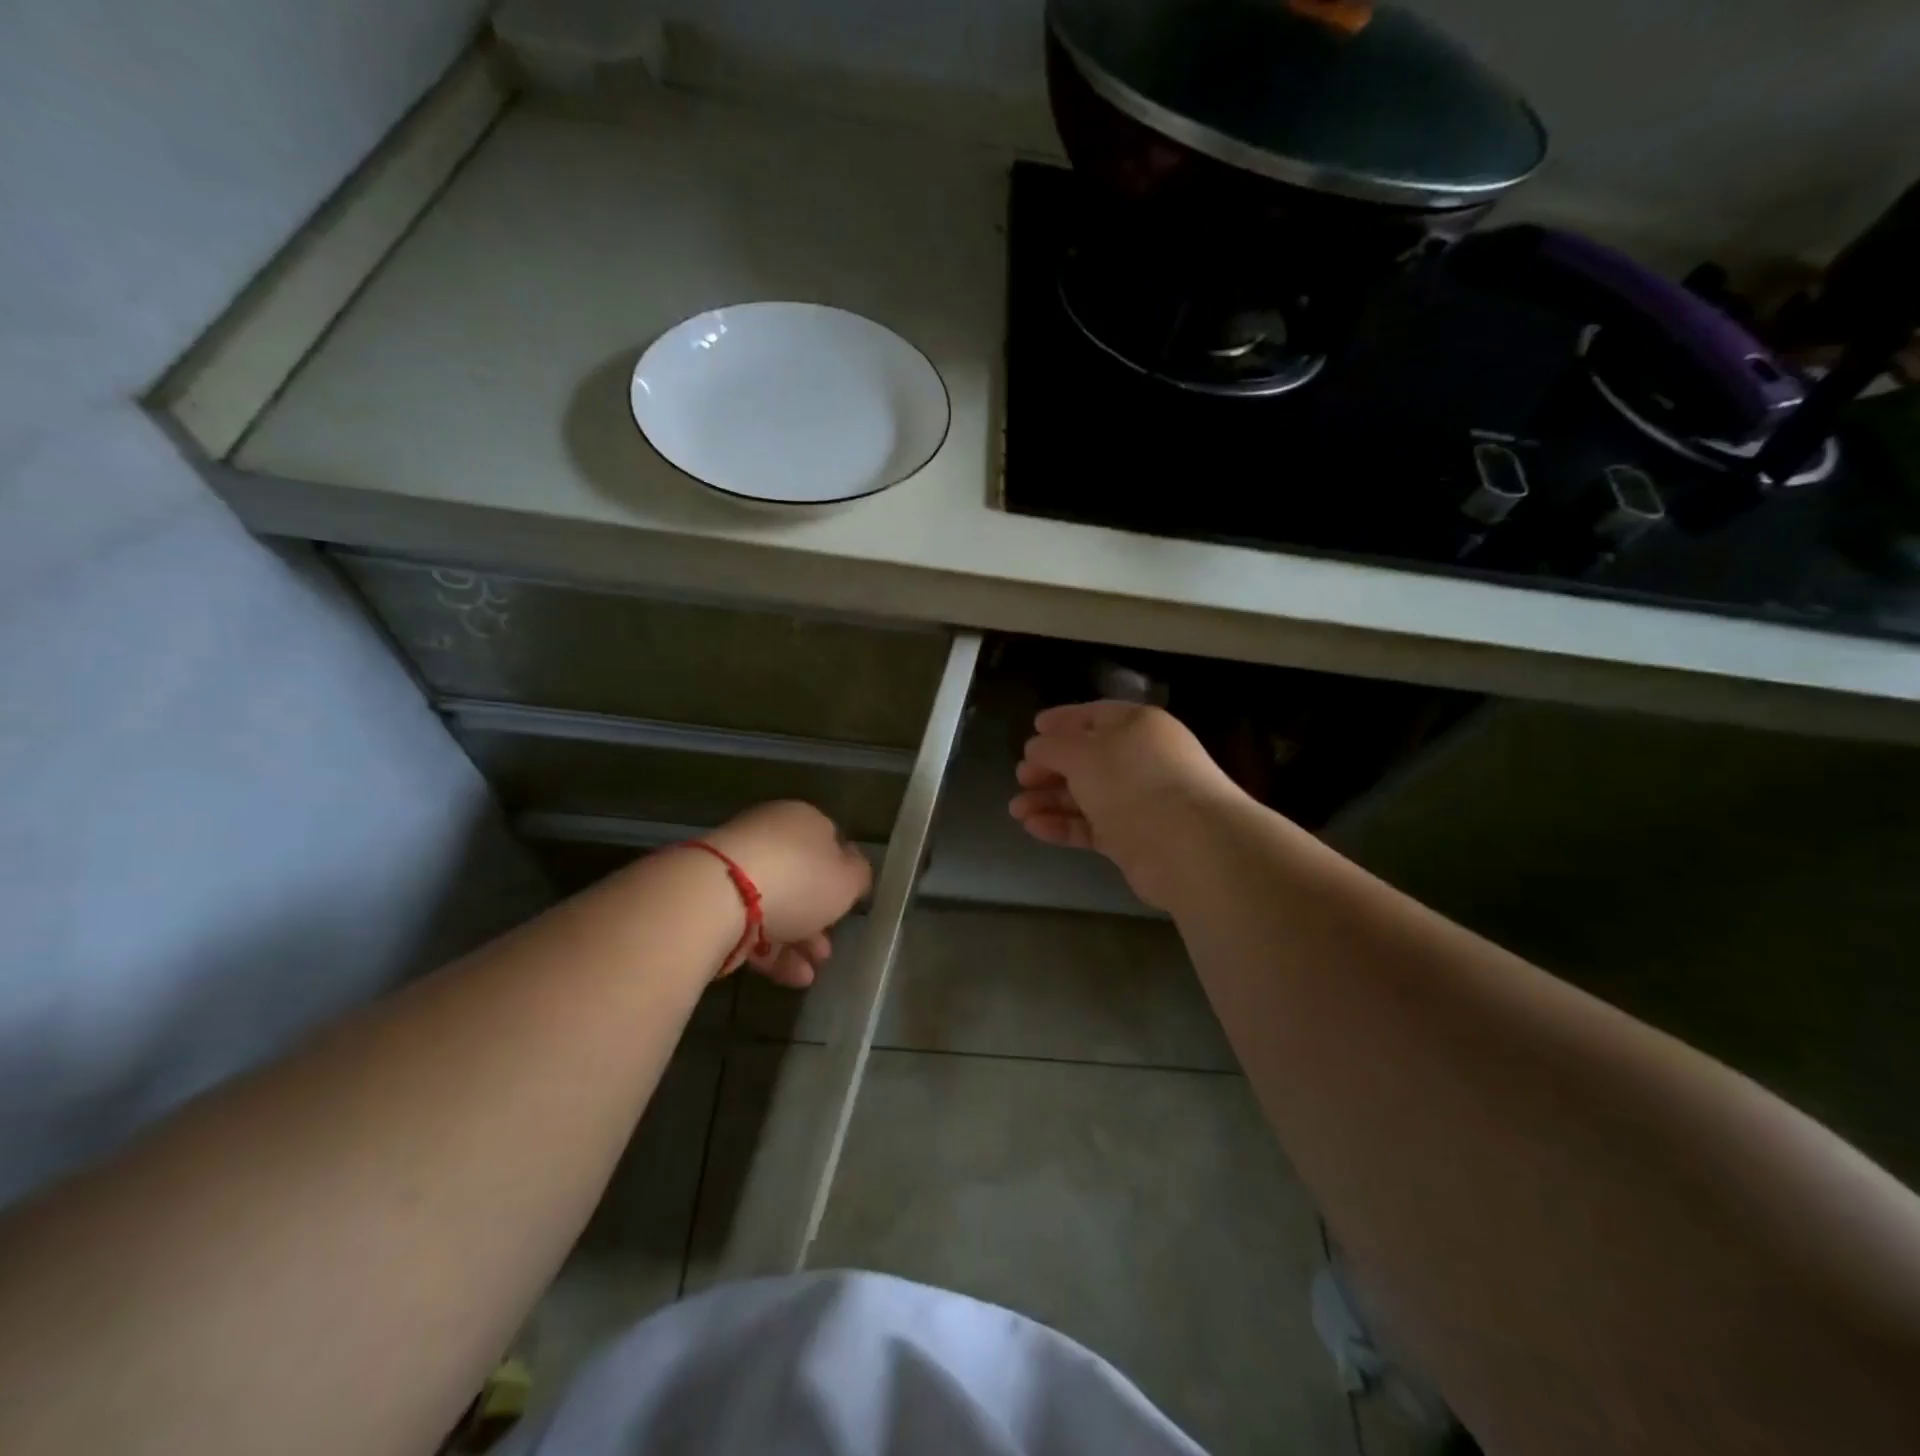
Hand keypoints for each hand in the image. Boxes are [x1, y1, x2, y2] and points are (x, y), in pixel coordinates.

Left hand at [702, 801, 872, 986]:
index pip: (829, 843)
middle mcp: (768, 835)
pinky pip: (748, 923)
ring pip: (775, 904)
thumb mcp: (847, 880)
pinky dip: (769, 949)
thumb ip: (858, 875)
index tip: (848, 908)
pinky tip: (788, 977)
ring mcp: (736, 866)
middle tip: (827, 949)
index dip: (842, 878)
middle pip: (801, 878)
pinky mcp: (711, 898)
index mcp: (803, 820)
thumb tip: (853, 869)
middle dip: (817, 917)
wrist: (718, 897)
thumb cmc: (798, 880)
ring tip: (810, 974)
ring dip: (796, 941)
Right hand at [1009, 701, 1245, 908]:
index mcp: (1137, 726)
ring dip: (1049, 799)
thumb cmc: (1133, 781)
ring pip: (1086, 795)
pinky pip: (1091, 826)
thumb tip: (1035, 748)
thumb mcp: (1083, 753)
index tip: (1033, 728)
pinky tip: (1033, 826)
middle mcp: (1140, 760)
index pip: (1095, 716)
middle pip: (1087, 759)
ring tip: (1016, 809)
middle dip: (1050, 766)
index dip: (1063, 721)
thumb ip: (1053, 747)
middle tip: (1021, 776)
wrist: (1188, 845)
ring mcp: (1138, 801)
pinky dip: (1063, 824)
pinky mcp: (1133, 839)